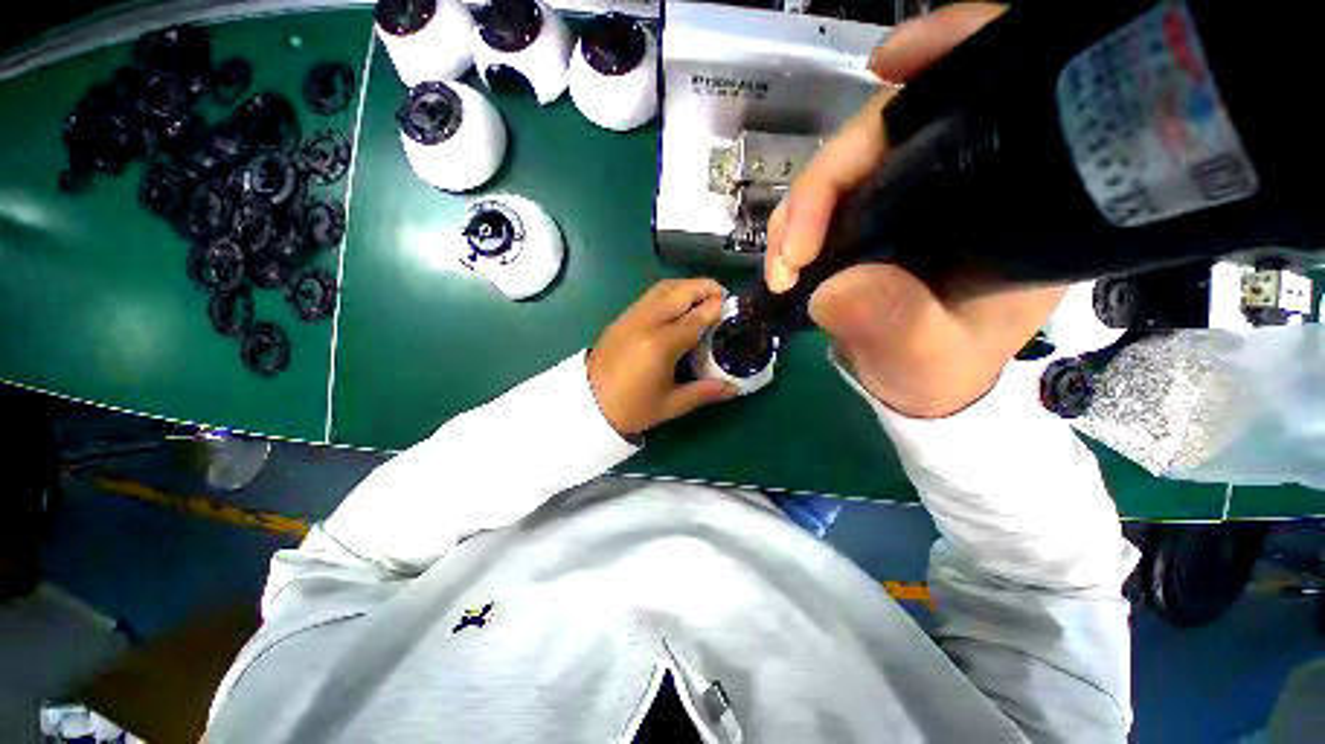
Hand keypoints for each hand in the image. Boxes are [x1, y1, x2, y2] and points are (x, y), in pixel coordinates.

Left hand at [588, 279, 737, 435]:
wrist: (588, 404)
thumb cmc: (631, 408)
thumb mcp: (671, 405)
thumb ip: (704, 392)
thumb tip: (734, 388)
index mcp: (660, 345)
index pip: (694, 318)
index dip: (714, 309)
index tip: (730, 305)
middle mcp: (646, 323)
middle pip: (679, 293)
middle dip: (703, 287)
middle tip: (721, 293)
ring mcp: (631, 316)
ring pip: (663, 288)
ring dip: (686, 285)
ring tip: (703, 293)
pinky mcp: (622, 317)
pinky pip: (650, 295)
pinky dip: (669, 291)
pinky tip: (677, 302)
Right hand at [764, 3, 1063, 418]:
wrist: (916, 382)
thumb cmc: (941, 372)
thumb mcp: (928, 359)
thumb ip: (895, 326)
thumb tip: (833, 290)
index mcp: (1009, 200)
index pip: (995, 91)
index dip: (950, 52)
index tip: (887, 65)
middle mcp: (960, 180)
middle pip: (890, 133)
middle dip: (826, 181)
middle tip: (790, 250)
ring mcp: (907, 196)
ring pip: (846, 167)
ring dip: (801, 207)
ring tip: (783, 263)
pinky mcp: (870, 217)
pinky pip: (828, 197)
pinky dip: (798, 215)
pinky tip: (786, 245)